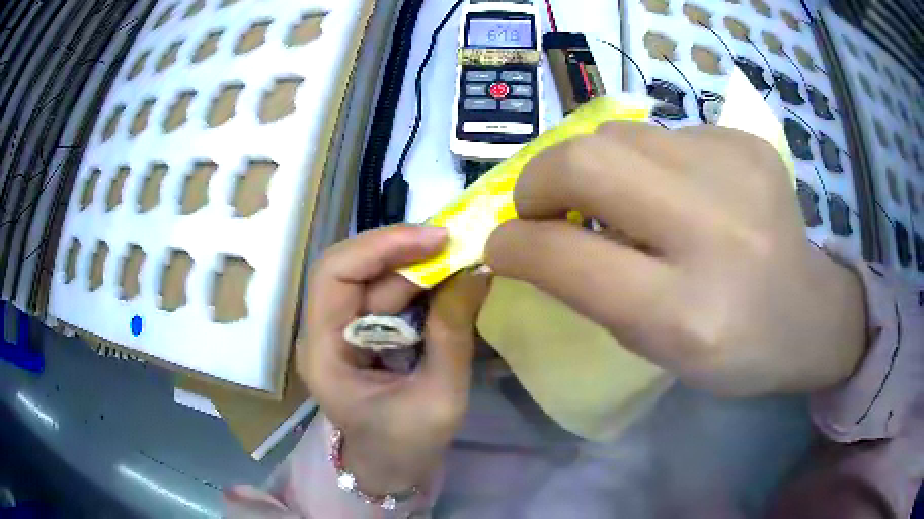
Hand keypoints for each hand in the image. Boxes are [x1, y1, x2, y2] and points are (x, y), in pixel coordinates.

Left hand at [298, 226, 486, 494]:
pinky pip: (385, 294)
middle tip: (454, 243)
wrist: (392, 468)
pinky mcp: (360, 332)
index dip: (381, 247)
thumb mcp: (439, 397)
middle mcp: (323, 332)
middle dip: (402, 250)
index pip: (334, 274)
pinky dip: (417, 282)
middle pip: (352, 268)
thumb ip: (453, 335)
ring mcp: (340, 331)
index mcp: (324, 353)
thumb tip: (476, 273)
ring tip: (458, 258)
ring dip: (414, 264)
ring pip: (372, 278)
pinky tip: (445, 280)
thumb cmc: (408, 446)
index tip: (436, 238)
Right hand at [486, 122, 866, 396]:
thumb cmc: (733, 352)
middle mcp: (716, 232)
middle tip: (541, 206)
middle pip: (588, 161)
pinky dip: (646, 162)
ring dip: (592, 167)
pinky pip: (663, 134)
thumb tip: (528, 237)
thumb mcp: (656, 348)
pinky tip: (675, 192)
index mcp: (687, 314)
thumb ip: (589, 290)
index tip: (500, 244)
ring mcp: (738, 171)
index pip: (568, 258)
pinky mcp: (747, 141)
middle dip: (540, 180)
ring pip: (618, 133)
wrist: (810, 312)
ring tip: (612, 200)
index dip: (515, 245)